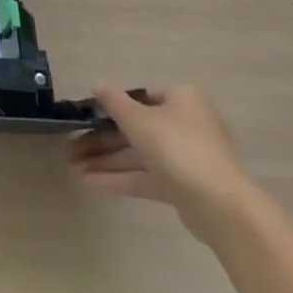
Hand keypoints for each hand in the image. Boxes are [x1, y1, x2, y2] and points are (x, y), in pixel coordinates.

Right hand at [71, 85, 258, 242]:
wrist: (221, 207)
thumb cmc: (177, 147)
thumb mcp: (137, 118)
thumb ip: (113, 101)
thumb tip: (97, 85)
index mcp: (181, 99)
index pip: (140, 96)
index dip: (111, 105)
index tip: (86, 116)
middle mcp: (185, 124)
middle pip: (135, 128)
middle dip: (101, 139)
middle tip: (71, 146)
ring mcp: (185, 158)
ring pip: (138, 155)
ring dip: (106, 161)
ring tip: (73, 168)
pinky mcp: (183, 188)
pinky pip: (146, 177)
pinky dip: (120, 178)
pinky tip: (90, 182)